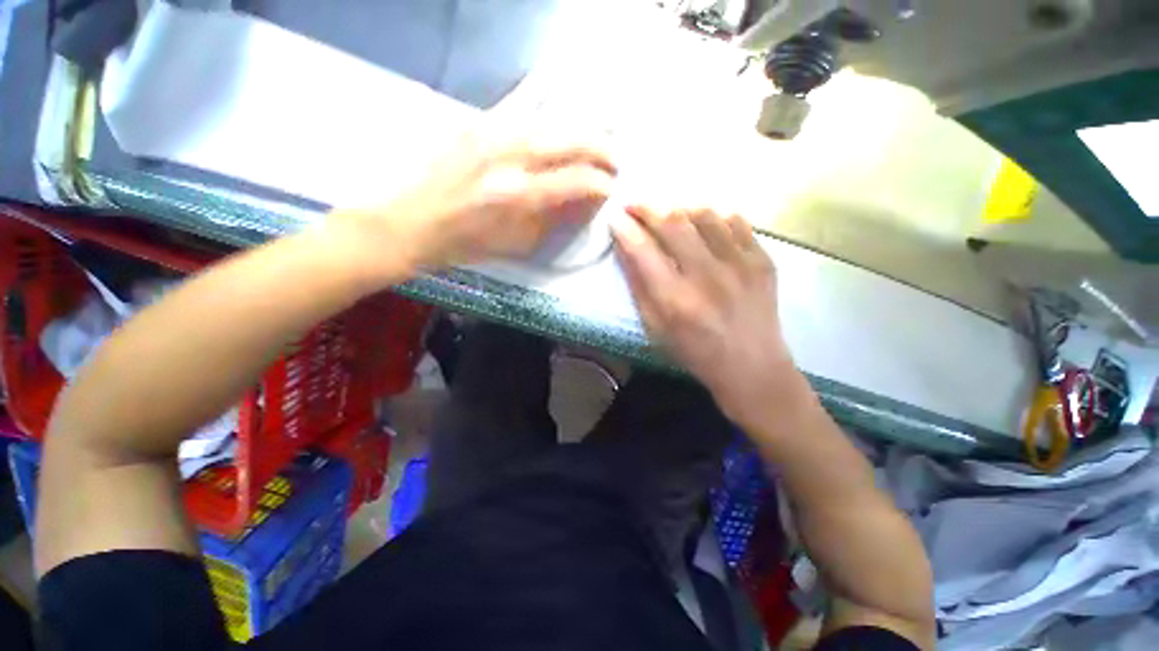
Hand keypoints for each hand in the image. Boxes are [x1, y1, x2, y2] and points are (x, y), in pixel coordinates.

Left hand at [332, 130, 615, 279]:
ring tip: (593, 145)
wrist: (413, 223)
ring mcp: (491, 134)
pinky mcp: (476, 124)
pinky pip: (524, 115)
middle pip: (568, 140)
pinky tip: (558, 134)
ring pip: (550, 122)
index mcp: (519, 196)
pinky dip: (549, 124)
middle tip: (613, 160)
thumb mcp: (519, 243)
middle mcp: (509, 158)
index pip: (576, 180)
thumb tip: (587, 202)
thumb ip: (557, 220)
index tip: (612, 190)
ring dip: (579, 132)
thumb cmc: (469, 244)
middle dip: (600, 148)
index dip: (601, 184)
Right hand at [611, 205, 798, 429]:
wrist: (752, 367)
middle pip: (673, 222)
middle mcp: (708, 276)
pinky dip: (713, 216)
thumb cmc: (695, 352)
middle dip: (647, 207)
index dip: (625, 228)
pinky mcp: (763, 260)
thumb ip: (638, 286)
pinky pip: (735, 220)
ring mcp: (740, 264)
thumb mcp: (655, 328)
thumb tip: (625, 247)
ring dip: (679, 208)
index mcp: (676, 300)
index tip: (615, 217)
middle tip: (635, 204)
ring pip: (704, 213)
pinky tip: (703, 223)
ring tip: (668, 213)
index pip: (643, 249)